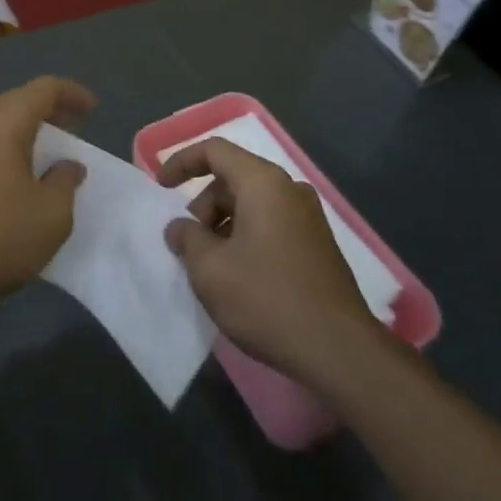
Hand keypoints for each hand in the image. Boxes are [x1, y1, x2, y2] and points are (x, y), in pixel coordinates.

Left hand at [0, 77, 95, 326]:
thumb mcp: (51, 215)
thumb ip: (65, 181)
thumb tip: (66, 166)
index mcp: (2, 125)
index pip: (42, 89)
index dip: (71, 94)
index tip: (93, 110)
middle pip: (16, 101)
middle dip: (48, 110)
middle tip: (74, 127)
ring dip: (24, 130)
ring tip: (48, 151)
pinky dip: (4, 148)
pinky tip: (15, 176)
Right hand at [158, 138, 381, 383]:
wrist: (339, 349)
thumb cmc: (266, 298)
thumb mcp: (210, 269)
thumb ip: (187, 238)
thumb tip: (181, 228)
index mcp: (263, 183)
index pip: (215, 150)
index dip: (182, 162)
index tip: (161, 188)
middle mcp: (289, 190)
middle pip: (234, 178)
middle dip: (203, 205)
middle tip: (189, 245)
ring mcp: (309, 217)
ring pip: (252, 204)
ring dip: (223, 225)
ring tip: (211, 266)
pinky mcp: (317, 245)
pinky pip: (271, 225)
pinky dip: (246, 237)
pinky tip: (238, 277)